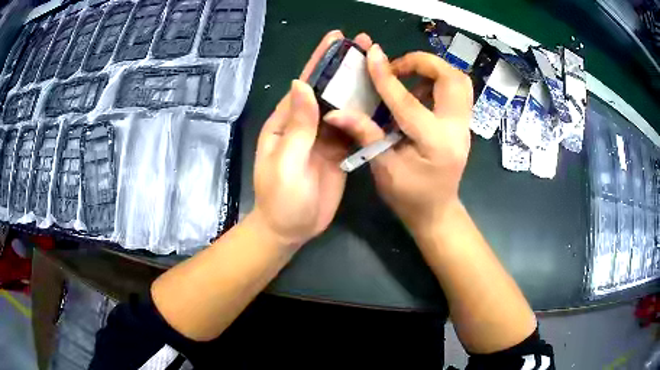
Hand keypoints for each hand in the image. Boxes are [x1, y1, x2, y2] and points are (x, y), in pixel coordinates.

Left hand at [252, 31, 372, 247]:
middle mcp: (306, 123)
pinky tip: (382, 100)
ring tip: (379, 66)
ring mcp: (324, 137)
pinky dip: (366, 114)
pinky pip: (354, 128)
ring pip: (343, 106)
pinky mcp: (339, 151)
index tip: (336, 38)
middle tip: (366, 46)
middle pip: (327, 89)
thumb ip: (298, 125)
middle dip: (344, 66)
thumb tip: (301, 84)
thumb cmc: (281, 198)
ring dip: (358, 86)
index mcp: (287, 121)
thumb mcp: (286, 161)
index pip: (304, 83)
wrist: (291, 229)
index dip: (319, 60)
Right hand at [324, 47, 473, 235]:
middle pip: (452, 78)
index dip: (386, 76)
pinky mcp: (463, 125)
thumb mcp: (384, 169)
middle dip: (424, 63)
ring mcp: (465, 126)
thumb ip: (365, 134)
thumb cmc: (410, 197)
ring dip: (433, 70)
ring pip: (459, 81)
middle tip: (397, 67)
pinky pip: (457, 91)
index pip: (408, 100)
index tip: (372, 54)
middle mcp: (457, 129)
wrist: (438, 212)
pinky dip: (438, 81)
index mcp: (435, 142)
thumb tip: (335, 112)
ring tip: (407, 76)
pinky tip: (417, 92)